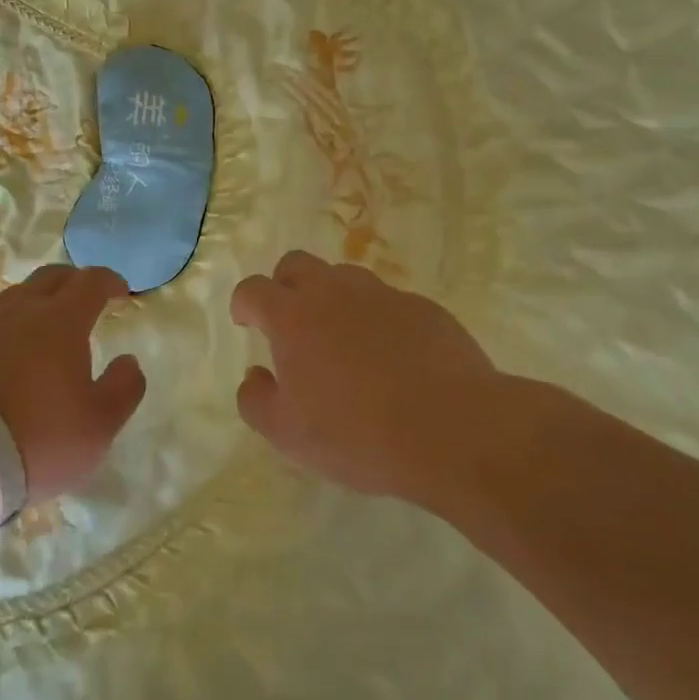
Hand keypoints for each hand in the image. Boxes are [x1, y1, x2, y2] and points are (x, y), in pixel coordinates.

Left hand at [0, 264, 146, 503]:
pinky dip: (10, 327)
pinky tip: (10, 351)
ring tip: (47, 320)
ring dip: (37, 299)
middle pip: (49, 277)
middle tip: (87, 297)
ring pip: (15, 296)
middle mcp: (21, 312)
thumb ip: (123, 388)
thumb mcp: (99, 424)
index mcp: (61, 320)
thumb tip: (128, 362)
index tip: (121, 291)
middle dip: (73, 280)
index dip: (109, 281)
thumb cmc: (39, 438)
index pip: (90, 282)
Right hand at [229, 251, 497, 503]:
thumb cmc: (357, 434)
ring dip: (332, 298)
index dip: (244, 303)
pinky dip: (377, 319)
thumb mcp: (287, 435)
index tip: (247, 322)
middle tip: (290, 323)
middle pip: (296, 264)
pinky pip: (388, 301)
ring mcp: (382, 296)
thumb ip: (256, 400)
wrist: (453, 429)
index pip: (254, 290)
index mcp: (293, 318)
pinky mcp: (423, 308)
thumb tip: (255, 376)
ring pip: (344, 277)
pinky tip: (391, 357)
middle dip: (284, 285)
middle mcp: (334, 293)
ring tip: (342, 340)